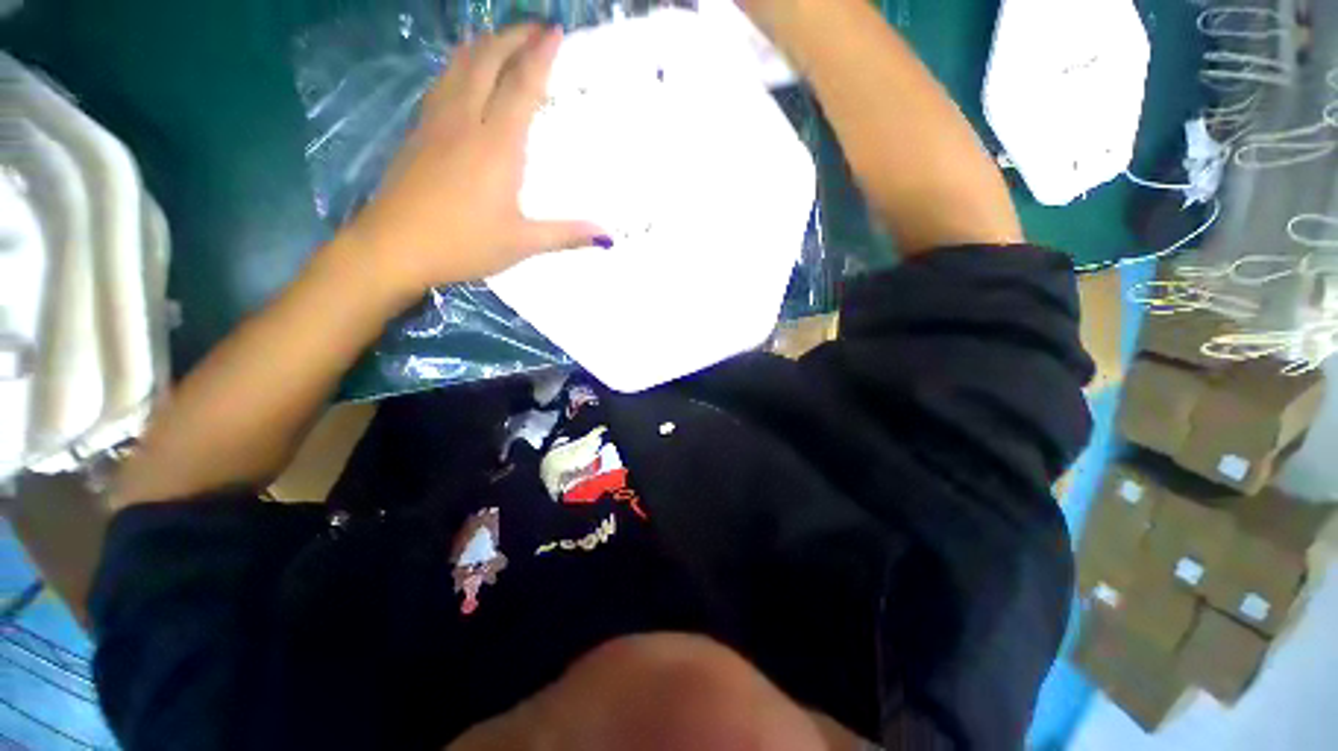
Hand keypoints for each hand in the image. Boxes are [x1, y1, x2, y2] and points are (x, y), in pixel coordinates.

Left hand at [347, 24, 605, 295]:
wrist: (394, 246)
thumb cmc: (464, 244)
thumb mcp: (522, 244)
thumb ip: (566, 235)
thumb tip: (606, 236)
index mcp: (497, 146)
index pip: (521, 86)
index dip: (540, 55)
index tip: (555, 30)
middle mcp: (466, 121)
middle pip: (487, 61)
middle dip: (512, 37)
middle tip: (535, 28)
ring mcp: (436, 122)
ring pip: (459, 65)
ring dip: (484, 45)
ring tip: (503, 40)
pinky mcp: (418, 131)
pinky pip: (442, 82)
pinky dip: (461, 66)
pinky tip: (466, 73)